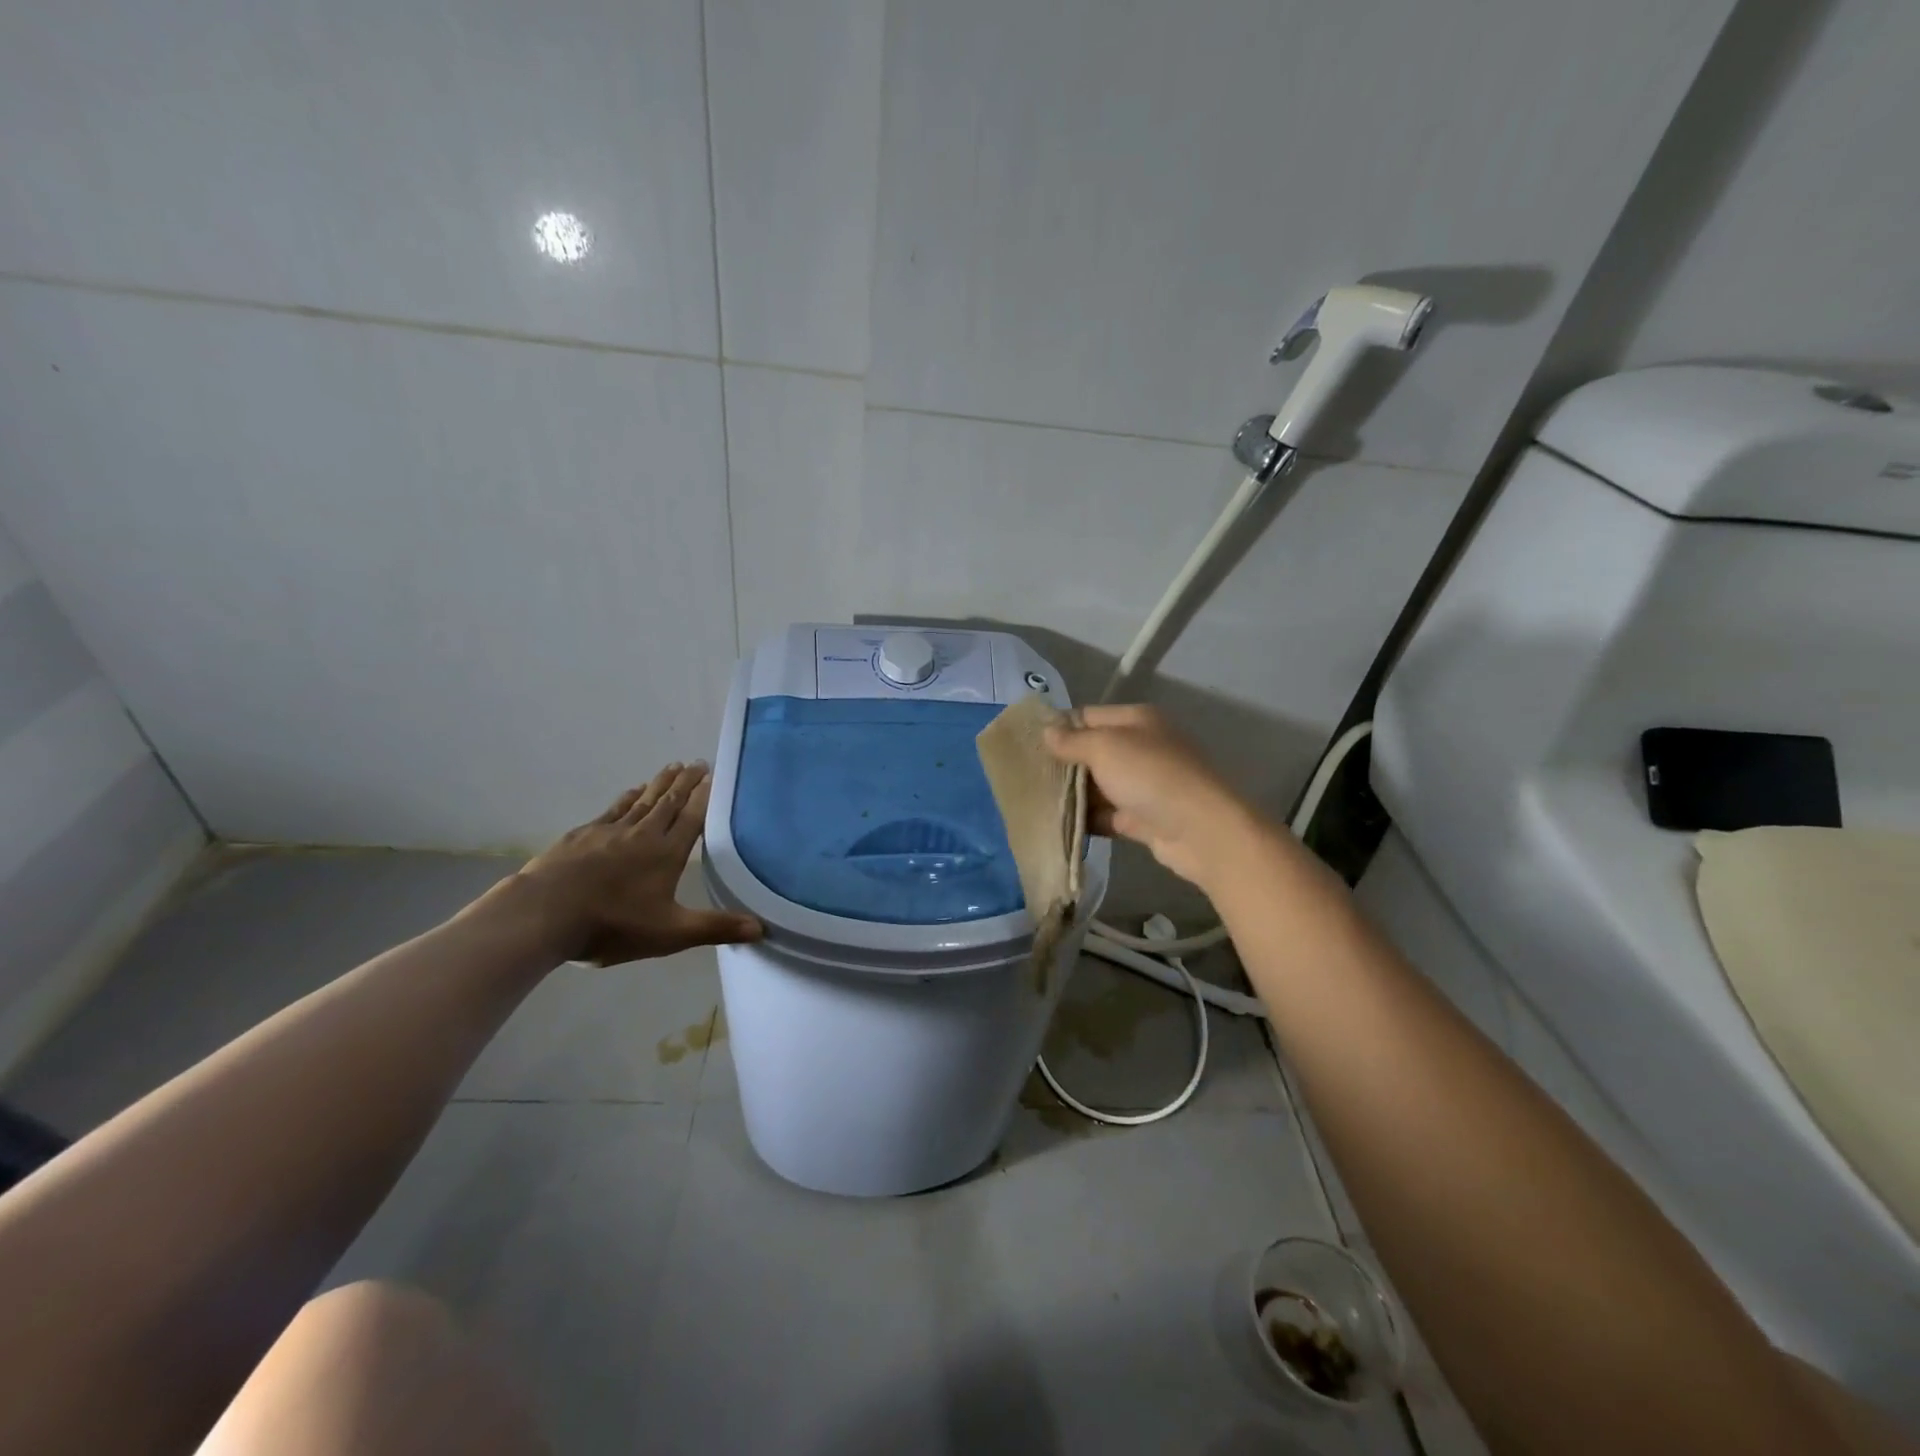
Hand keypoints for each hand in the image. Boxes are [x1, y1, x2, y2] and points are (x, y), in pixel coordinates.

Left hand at [515, 763, 762, 964]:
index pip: (693, 818)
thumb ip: (715, 928)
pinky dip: (628, 797)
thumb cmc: (611, 925)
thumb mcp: (670, 934)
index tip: (716, 775)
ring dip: (660, 783)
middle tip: (699, 762)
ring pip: (643, 800)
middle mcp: (642, 834)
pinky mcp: (582, 835)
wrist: (542, 915)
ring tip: (674, 767)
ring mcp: (609, 831)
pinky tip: (632, 791)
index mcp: (666, 854)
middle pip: (669, 802)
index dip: (706, 796)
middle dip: (686, 782)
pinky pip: (614, 809)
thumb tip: (763, 927)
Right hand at [1044, 704, 1260, 890]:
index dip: (1058, 727)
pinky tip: (1056, 825)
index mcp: (1136, 721)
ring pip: (1097, 786)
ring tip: (1032, 802)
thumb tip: (1046, 731)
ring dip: (1071, 795)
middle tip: (1024, 776)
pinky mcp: (1141, 818)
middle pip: (1091, 752)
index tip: (1025, 744)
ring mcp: (1143, 784)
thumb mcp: (1105, 747)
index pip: (1088, 716)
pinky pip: (1106, 814)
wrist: (1200, 829)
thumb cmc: (1150, 775)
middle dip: (1061, 764)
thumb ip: (1072, 740)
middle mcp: (1141, 748)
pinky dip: (1085, 820)